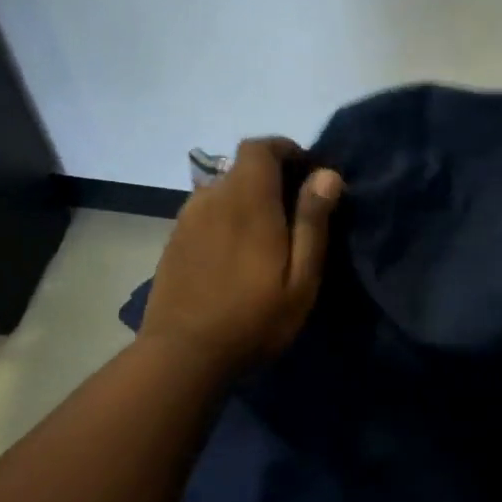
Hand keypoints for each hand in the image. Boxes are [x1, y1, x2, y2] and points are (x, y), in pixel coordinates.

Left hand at [140, 138, 343, 373]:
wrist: (182, 355)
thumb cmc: (253, 318)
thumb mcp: (300, 278)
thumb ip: (312, 222)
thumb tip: (327, 174)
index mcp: (247, 200)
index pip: (260, 147)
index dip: (284, 150)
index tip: (307, 173)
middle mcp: (213, 197)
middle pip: (242, 166)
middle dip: (271, 177)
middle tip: (293, 212)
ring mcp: (188, 218)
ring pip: (222, 189)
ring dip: (247, 198)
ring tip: (264, 235)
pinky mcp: (174, 239)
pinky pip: (206, 211)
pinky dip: (225, 216)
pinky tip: (234, 252)